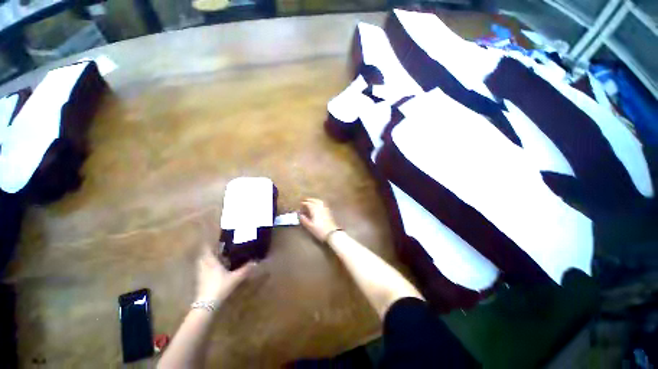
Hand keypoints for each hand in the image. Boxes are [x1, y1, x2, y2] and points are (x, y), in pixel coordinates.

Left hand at [195, 244, 254, 301]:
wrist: (206, 304)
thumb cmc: (220, 286)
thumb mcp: (235, 277)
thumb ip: (245, 269)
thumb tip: (256, 262)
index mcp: (211, 262)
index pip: (207, 250)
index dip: (209, 245)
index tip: (215, 241)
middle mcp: (204, 266)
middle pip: (203, 256)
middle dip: (209, 252)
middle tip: (217, 249)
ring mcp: (201, 274)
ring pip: (202, 263)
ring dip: (207, 259)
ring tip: (217, 258)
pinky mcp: (200, 282)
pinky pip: (203, 270)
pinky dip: (207, 268)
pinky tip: (214, 270)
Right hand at [299, 198, 339, 241]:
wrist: (331, 233)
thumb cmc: (319, 230)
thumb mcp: (309, 226)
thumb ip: (304, 219)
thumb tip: (300, 215)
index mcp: (314, 210)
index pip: (308, 204)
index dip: (303, 203)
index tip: (300, 204)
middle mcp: (320, 207)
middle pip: (314, 200)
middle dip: (309, 200)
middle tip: (304, 201)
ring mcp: (325, 209)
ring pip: (319, 201)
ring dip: (314, 200)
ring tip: (311, 201)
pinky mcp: (328, 211)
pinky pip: (323, 204)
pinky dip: (319, 202)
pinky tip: (318, 205)